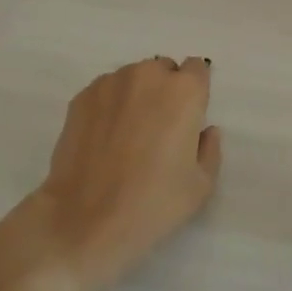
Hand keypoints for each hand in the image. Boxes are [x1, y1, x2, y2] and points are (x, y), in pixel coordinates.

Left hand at [23, 56, 222, 290]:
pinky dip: (110, 106)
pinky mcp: (81, 97)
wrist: (84, 221)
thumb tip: (205, 130)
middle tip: (158, 130)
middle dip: (165, 91)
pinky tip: (104, 139)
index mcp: (184, 91)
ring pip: (133, 79)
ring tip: (127, 135)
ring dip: (136, 96)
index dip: (195, 92)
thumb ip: (210, 149)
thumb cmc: (152, 204)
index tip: (188, 118)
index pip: (197, 69)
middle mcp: (148, 75)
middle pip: (163, 70)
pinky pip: (106, 92)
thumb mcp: (201, 186)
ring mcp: (110, 83)